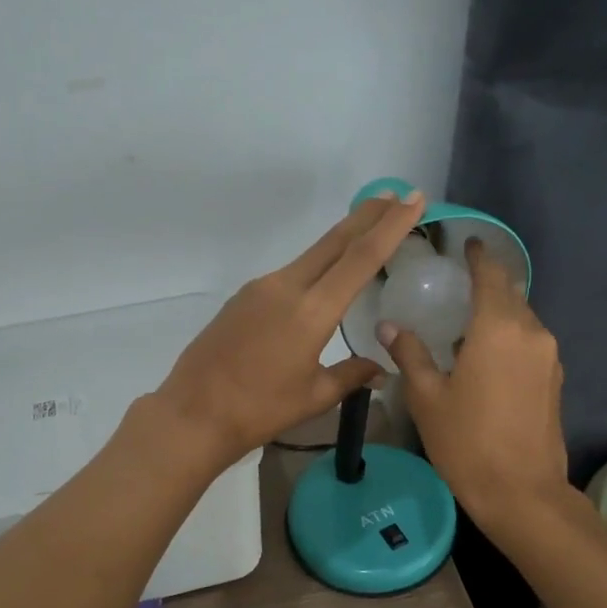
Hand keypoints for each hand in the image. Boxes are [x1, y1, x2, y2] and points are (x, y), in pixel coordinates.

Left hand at [156, 190, 426, 468]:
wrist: (193, 413)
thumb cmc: (259, 410)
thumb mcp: (314, 396)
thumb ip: (351, 375)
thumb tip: (381, 369)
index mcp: (311, 311)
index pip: (361, 258)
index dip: (391, 226)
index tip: (413, 199)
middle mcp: (286, 287)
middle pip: (335, 242)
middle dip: (369, 216)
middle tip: (397, 195)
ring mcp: (260, 288)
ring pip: (311, 255)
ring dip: (341, 239)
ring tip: (367, 229)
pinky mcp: (243, 297)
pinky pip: (289, 274)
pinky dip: (315, 265)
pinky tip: (323, 278)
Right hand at [380, 239, 569, 529]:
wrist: (522, 493)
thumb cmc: (467, 442)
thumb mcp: (427, 397)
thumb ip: (410, 354)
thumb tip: (389, 326)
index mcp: (498, 328)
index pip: (491, 275)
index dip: (478, 256)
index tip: (466, 244)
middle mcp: (531, 332)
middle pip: (510, 294)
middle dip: (487, 283)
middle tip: (457, 284)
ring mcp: (549, 357)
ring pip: (522, 319)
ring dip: (498, 313)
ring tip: (467, 322)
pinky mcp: (555, 380)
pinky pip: (530, 343)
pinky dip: (509, 337)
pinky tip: (486, 356)